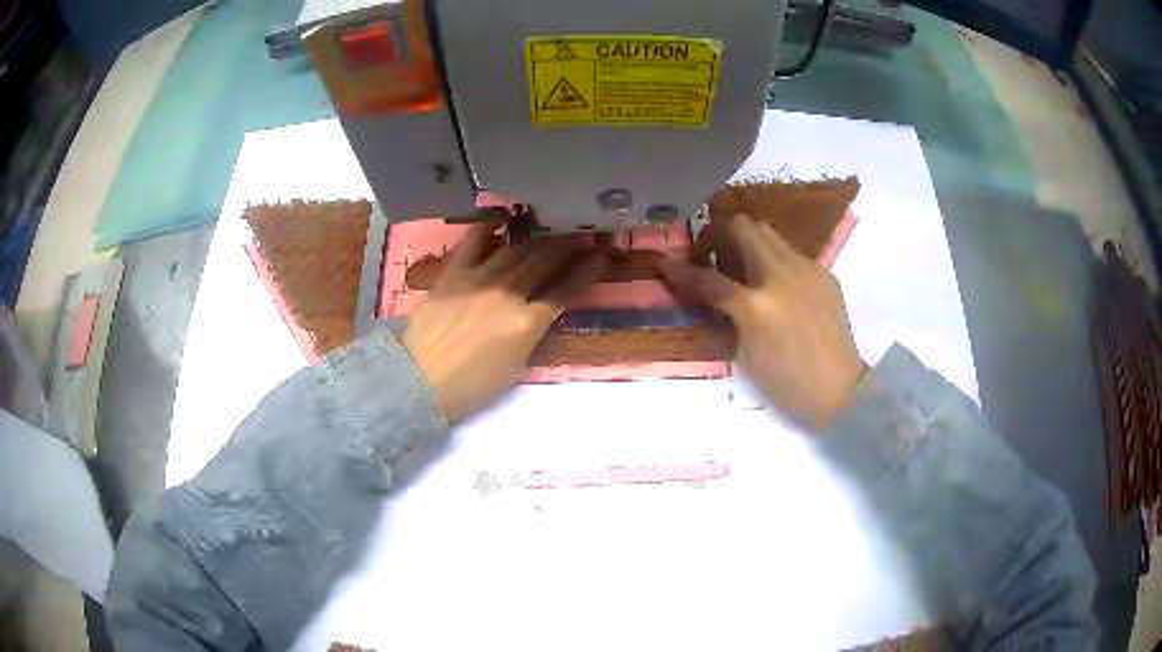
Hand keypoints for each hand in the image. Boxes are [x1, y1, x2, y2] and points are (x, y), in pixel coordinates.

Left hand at [402, 223, 607, 423]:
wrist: (419, 381)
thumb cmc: (470, 387)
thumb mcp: (516, 367)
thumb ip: (533, 333)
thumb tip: (542, 309)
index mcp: (528, 324)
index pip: (567, 290)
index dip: (589, 270)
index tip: (603, 255)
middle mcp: (508, 293)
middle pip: (546, 260)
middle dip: (570, 243)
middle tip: (584, 229)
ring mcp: (479, 278)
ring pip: (517, 247)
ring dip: (540, 233)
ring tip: (553, 221)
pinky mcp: (454, 271)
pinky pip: (474, 240)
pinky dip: (491, 225)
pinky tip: (505, 214)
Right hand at [660, 213, 867, 430]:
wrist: (840, 392)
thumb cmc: (786, 383)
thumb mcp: (745, 353)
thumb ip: (724, 314)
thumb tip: (704, 290)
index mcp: (757, 305)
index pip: (709, 277)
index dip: (682, 270)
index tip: (666, 265)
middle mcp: (782, 276)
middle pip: (743, 227)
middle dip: (719, 236)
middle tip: (711, 260)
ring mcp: (808, 270)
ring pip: (768, 232)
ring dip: (747, 242)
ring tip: (742, 270)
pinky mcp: (825, 275)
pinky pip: (791, 252)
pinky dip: (773, 259)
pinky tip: (776, 287)